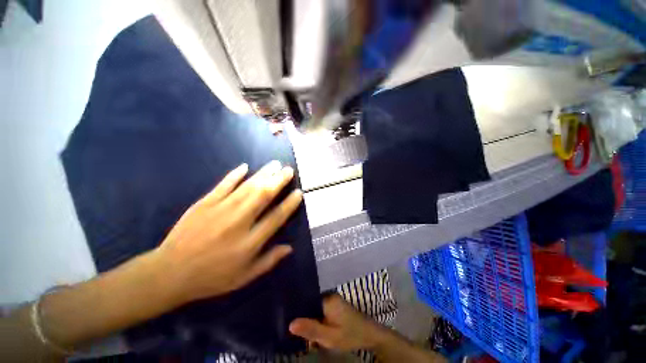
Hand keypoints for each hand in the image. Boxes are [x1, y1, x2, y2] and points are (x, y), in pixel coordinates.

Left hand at [153, 161, 301, 305]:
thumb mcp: (244, 277)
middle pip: (263, 196)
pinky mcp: (204, 203)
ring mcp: (220, 210)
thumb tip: (289, 248)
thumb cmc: (212, 278)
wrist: (170, 273)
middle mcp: (238, 222)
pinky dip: (234, 175)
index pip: (276, 218)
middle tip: (289, 170)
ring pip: (247, 187)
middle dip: (278, 181)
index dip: (289, 204)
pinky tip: (245, 166)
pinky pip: (223, 185)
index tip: (298, 192)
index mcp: (249, 242)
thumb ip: (269, 261)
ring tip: (275, 164)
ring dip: (263, 174)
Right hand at [289, 294, 386, 350]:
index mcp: (327, 299)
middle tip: (291, 327)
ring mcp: (332, 300)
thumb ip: (311, 329)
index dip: (296, 309)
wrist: (370, 335)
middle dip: (302, 315)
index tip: (285, 317)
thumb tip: (290, 323)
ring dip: (308, 318)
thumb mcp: (329, 336)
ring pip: (314, 307)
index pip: (306, 299)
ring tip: (297, 329)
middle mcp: (328, 295)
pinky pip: (320, 310)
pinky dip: (315, 319)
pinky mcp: (334, 306)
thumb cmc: (350, 335)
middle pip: (309, 303)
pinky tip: (311, 329)